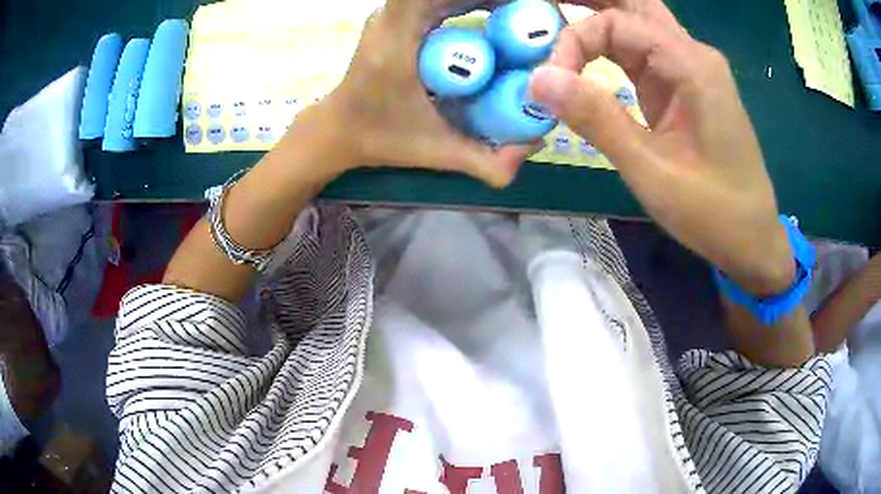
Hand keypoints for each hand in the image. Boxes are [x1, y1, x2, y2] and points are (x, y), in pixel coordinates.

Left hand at [321, 0, 534, 187]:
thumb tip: (534, 146)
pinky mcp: (397, 16)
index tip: (526, 9)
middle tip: (533, 15)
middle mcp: (393, 15)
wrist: (339, 129)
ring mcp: (393, 13)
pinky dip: (469, 1)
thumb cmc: (380, 137)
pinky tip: (497, 14)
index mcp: (397, 37)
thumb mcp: (436, 151)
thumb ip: (485, 160)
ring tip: (520, 13)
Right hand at [529, 0, 794, 294]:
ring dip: (598, 19)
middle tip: (545, 9)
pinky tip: (586, 51)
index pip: (617, 24)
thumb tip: (537, 79)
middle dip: (588, 4)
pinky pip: (643, 51)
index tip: (550, 82)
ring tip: (555, 21)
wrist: (750, 237)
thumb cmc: (711, 212)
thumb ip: (597, 119)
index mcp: (691, 65)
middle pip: (633, 5)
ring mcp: (690, 69)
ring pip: (638, 22)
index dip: (574, 42)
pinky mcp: (685, 87)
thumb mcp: (651, 170)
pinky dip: (611, 47)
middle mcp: (692, 54)